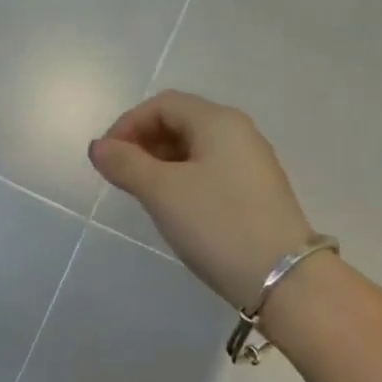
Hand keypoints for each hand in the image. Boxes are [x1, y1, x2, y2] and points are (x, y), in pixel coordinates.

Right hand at [91, 91, 315, 310]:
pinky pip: (210, 171)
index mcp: (218, 121)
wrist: (282, 276)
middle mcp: (239, 133)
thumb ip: (126, 164)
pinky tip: (173, 207)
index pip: (163, 105)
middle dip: (143, 142)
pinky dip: (183, 179)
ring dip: (161, 163)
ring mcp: (251, 163)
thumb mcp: (162, 192)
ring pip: (195, 149)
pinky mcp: (255, 192)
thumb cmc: (217, 224)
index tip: (105, 158)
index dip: (127, 124)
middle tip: (119, 176)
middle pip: (180, 122)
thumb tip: (98, 146)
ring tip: (141, 193)